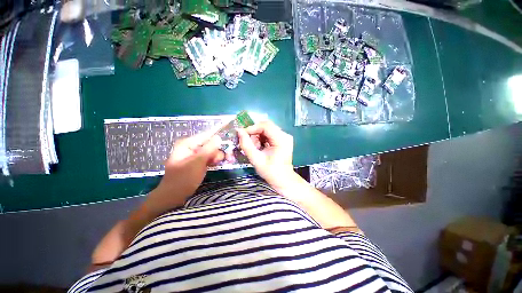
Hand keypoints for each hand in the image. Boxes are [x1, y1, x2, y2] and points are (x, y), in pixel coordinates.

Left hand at [149, 131, 223, 211]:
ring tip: (218, 164)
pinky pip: (208, 157)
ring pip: (211, 151)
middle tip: (226, 159)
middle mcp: (191, 147)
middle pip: (210, 143)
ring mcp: (194, 155)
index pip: (207, 135)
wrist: (173, 197)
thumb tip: (218, 137)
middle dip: (218, 150)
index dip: (219, 139)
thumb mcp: (197, 163)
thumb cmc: (183, 179)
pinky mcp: (197, 162)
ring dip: (217, 157)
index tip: (230, 145)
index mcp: (188, 144)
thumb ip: (208, 149)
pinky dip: (213, 161)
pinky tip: (216, 165)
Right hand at [237, 120, 295, 190]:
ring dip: (257, 135)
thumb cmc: (271, 172)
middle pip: (266, 125)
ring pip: (267, 129)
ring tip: (254, 146)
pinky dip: (261, 138)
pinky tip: (259, 146)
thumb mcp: (256, 160)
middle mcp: (285, 135)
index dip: (252, 128)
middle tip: (247, 141)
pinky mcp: (282, 139)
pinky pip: (269, 133)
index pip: (266, 126)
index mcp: (282, 140)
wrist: (283, 179)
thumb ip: (246, 145)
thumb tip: (239, 131)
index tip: (242, 134)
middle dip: (254, 131)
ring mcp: (285, 136)